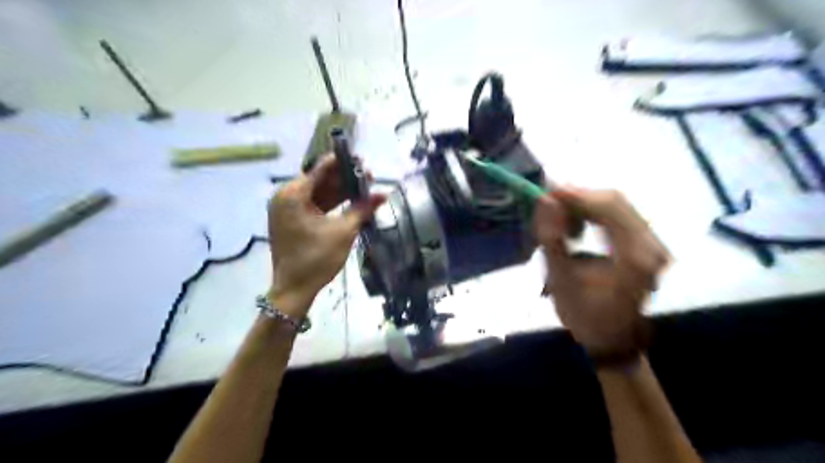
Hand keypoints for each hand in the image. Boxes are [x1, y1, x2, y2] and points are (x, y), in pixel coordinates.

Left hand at [271, 156, 385, 317]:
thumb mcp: (343, 231)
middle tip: (368, 176)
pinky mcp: (292, 221)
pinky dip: (331, 204)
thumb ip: (362, 209)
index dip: (343, 163)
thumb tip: (384, 194)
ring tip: (364, 188)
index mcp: (293, 195)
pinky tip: (351, 202)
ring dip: (340, 191)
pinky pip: (314, 205)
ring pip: (318, 193)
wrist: (294, 289)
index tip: (362, 160)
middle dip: (344, 178)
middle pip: (319, 180)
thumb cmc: (317, 258)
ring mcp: (287, 209)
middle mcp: (286, 197)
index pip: (320, 169)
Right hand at [535, 187, 668, 357]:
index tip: (546, 191)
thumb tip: (545, 201)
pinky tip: (577, 224)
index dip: (576, 194)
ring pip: (617, 206)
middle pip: (615, 201)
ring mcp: (653, 244)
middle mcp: (651, 245)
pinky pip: (620, 216)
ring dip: (585, 205)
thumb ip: (552, 238)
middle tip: (548, 203)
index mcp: (633, 257)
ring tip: (559, 218)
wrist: (612, 339)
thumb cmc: (584, 314)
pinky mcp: (647, 245)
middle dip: (579, 198)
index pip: (608, 207)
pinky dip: (594, 214)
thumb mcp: (561, 279)